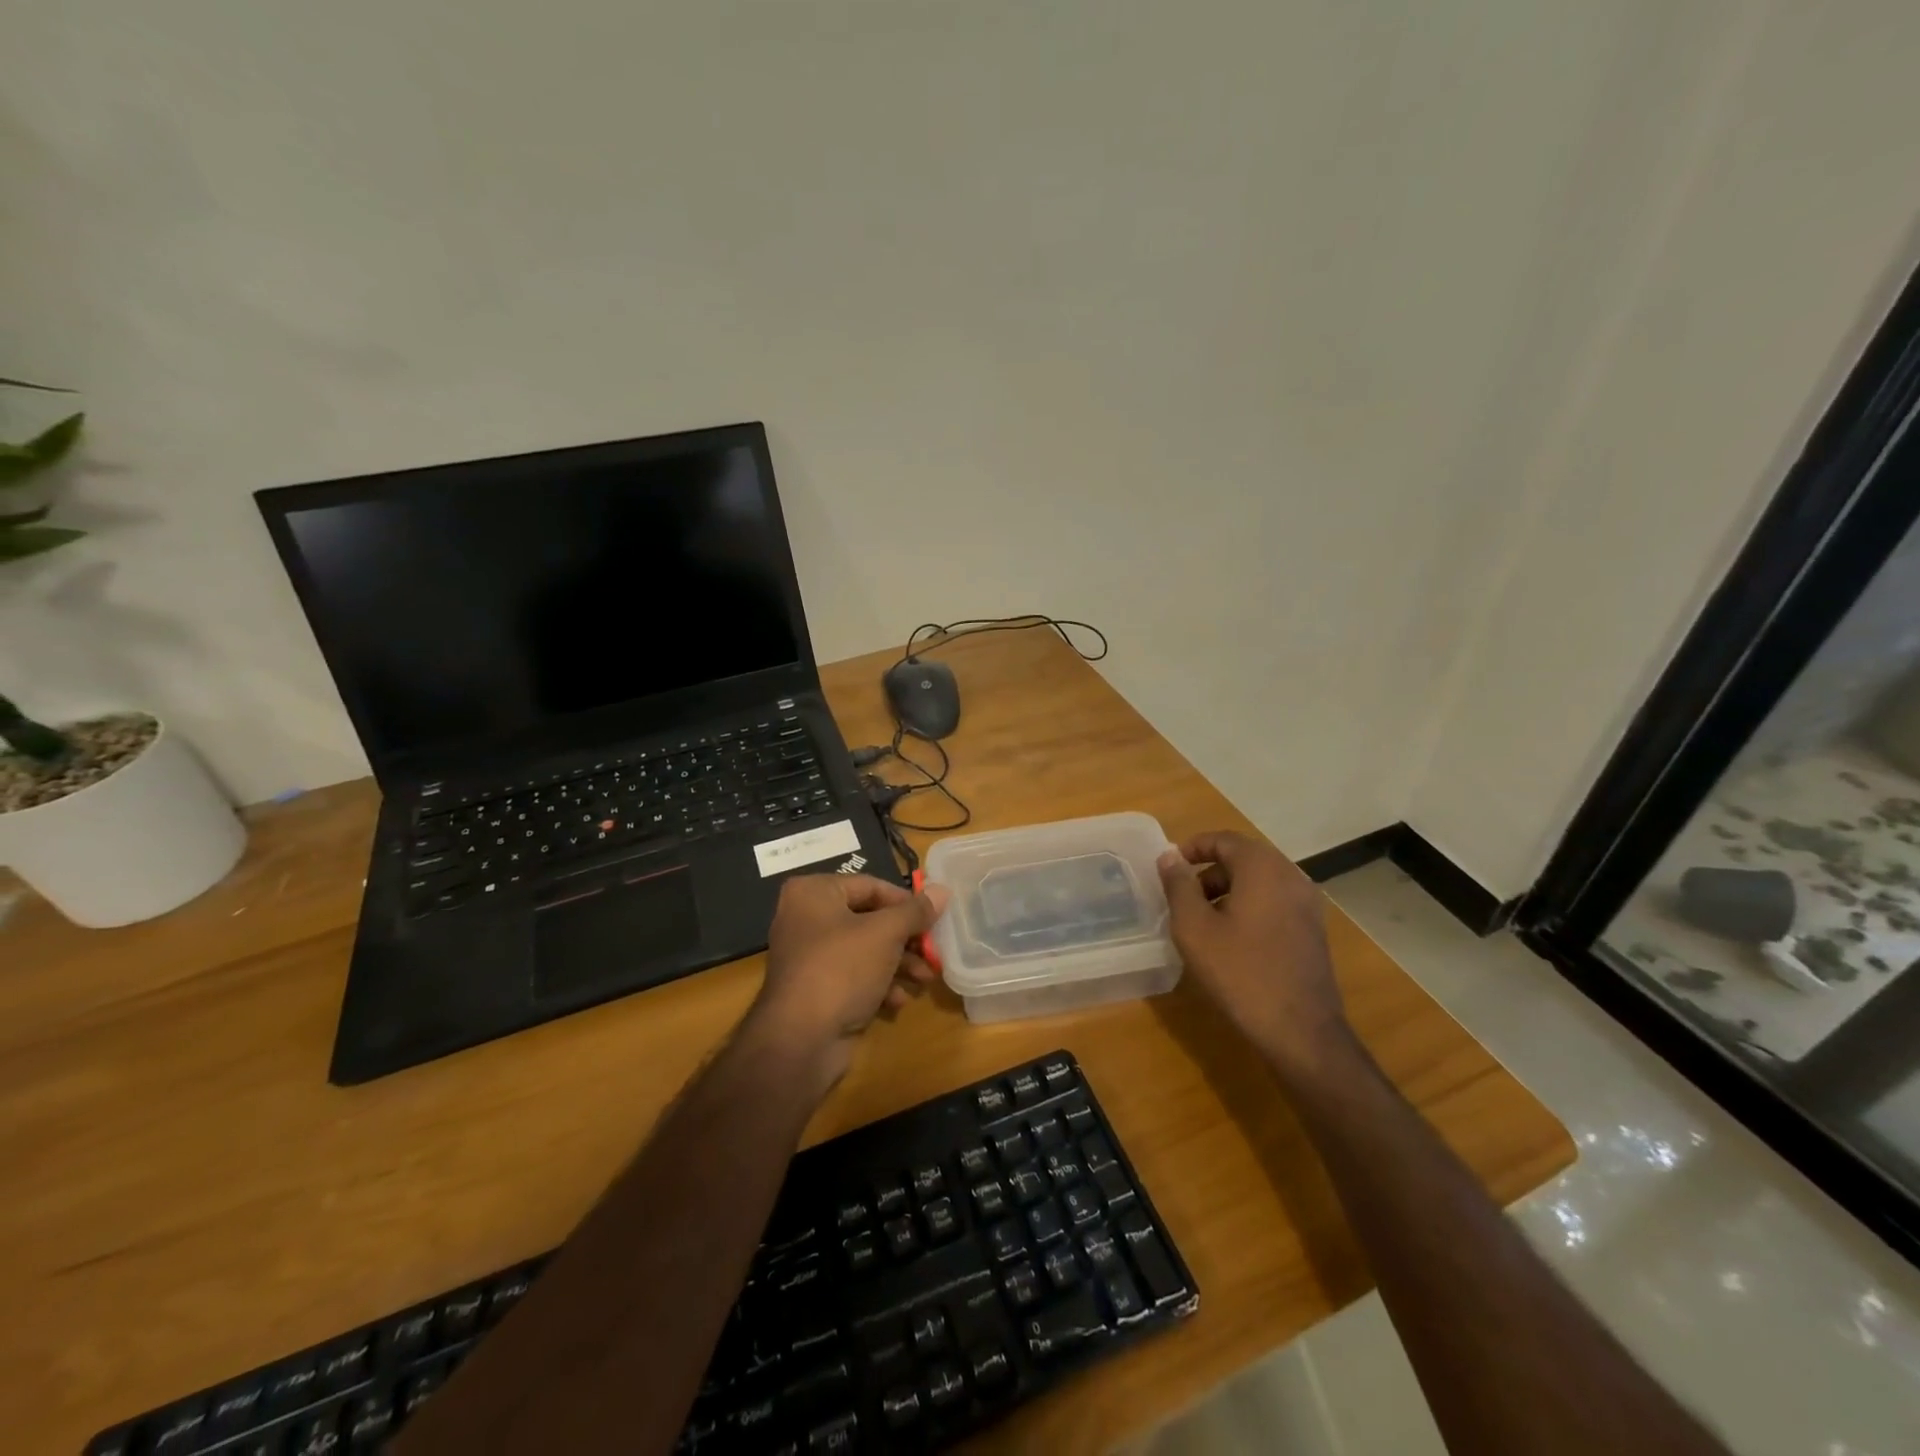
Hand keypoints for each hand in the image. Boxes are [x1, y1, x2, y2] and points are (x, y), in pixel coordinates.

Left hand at [750, 873, 950, 1082]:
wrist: (800, 1040)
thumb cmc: (842, 968)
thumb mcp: (886, 933)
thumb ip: (916, 911)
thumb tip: (942, 890)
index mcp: (814, 893)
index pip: (870, 886)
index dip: (905, 902)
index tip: (934, 918)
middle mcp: (805, 918)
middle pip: (869, 919)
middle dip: (906, 939)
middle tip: (933, 951)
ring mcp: (808, 956)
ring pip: (864, 950)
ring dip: (898, 964)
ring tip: (925, 979)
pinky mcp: (814, 989)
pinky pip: (852, 976)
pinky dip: (877, 984)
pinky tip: (897, 1001)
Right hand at [1157, 831, 1353, 1081]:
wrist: (1300, 1030)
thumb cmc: (1240, 973)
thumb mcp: (1195, 928)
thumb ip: (1179, 886)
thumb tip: (1169, 856)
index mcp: (1263, 868)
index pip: (1224, 840)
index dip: (1193, 847)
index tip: (1169, 867)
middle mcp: (1291, 876)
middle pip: (1244, 858)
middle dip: (1209, 871)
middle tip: (1182, 896)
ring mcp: (1307, 904)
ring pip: (1260, 881)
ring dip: (1228, 890)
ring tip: (1203, 920)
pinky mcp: (1313, 929)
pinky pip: (1275, 901)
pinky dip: (1250, 906)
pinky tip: (1232, 939)